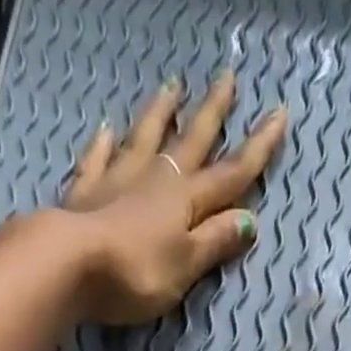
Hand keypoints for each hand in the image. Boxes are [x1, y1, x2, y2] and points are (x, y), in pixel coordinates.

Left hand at [57, 72, 287, 324]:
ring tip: (172, 87)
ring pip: (145, 139)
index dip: (258, 148)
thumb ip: (214, 242)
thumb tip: (249, 220)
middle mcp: (155, 180)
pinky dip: (103, 144)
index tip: (279, 114)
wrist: (70, 264)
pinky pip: (97, 160)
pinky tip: (107, 129)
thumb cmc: (136, 272)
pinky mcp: (84, 193)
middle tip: (226, 78)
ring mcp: (117, 181)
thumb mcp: (185, 265)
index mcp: (185, 200)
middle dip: (212, 113)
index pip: (231, 174)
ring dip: (160, 114)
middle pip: (190, 142)